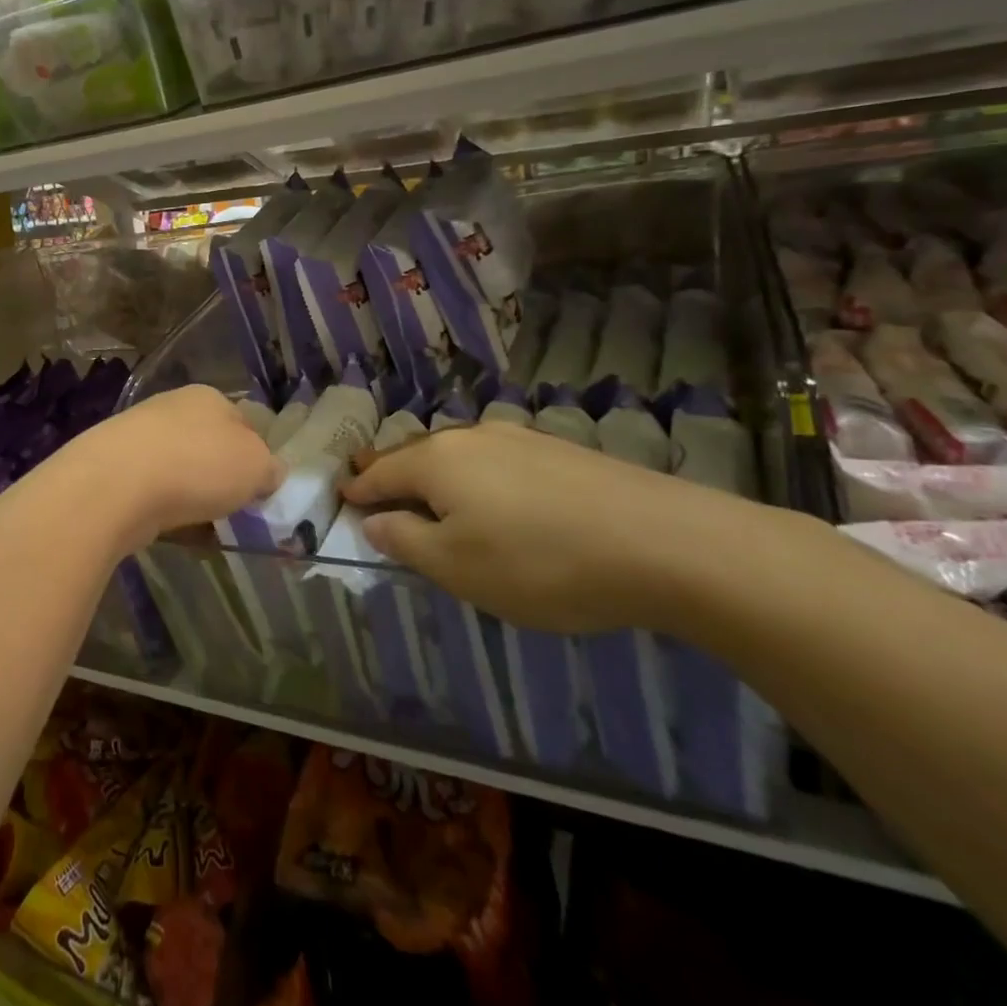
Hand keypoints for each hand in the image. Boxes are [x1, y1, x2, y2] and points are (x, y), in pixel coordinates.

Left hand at [54, 386, 283, 555]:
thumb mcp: (256, 466)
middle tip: (234, 509)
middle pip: (209, 445)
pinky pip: (154, 490)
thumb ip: (269, 468)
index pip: (244, 422)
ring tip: (204, 526)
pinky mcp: (116, 466)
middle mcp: (173, 407)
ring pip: (180, 468)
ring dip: (192, 494)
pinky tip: (172, 529)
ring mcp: (139, 435)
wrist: (117, 484)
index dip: (256, 455)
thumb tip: (269, 473)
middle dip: (221, 476)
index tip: (260, 488)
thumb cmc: (198, 464)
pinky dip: (165, 508)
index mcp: (210, 397)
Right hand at [342, 422, 786, 633]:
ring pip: (458, 453)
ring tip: (429, 490)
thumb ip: (406, 542)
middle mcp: (471, 438)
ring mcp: (520, 439)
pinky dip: (476, 476)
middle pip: (416, 453)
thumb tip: (375, 521)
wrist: (665, 542)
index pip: (380, 473)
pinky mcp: (560, 451)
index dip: (358, 488)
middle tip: (370, 480)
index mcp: (436, 461)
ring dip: (435, 472)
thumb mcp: (457, 568)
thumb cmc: (540, 562)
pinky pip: (496, 460)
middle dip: (390, 469)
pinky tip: (494, 495)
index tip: (341, 495)